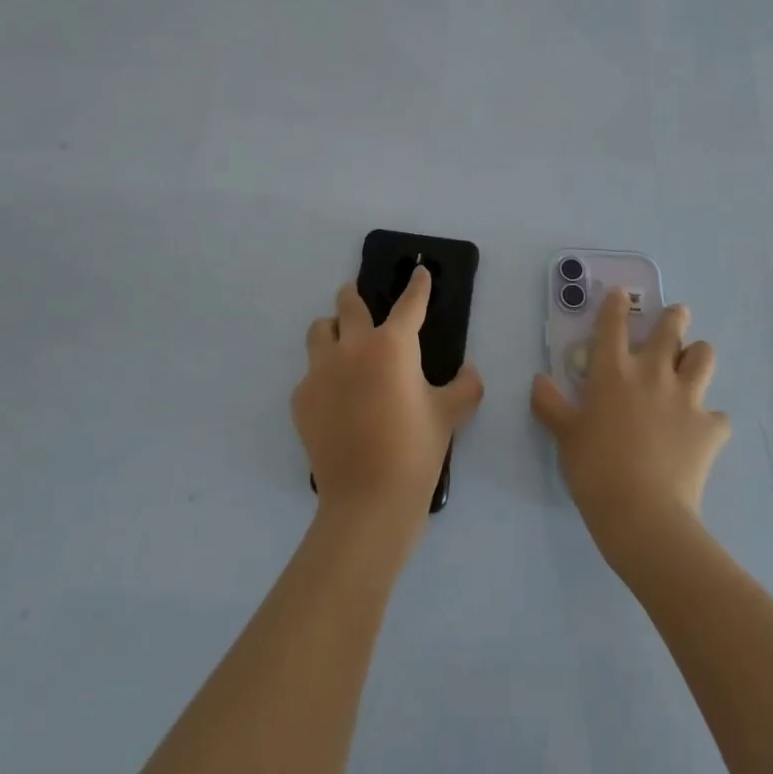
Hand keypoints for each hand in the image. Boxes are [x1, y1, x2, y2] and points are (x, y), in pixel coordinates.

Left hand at [294, 266, 484, 529]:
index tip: (418, 271)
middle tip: (357, 298)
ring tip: (341, 342)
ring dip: (332, 329)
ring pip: (320, 330)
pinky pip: (310, 373)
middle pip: (348, 304)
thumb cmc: (415, 451)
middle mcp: (353, 347)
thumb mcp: (450, 415)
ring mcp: (321, 372)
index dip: (417, 285)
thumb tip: (469, 372)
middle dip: (353, 296)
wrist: (367, 502)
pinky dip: (323, 375)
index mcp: (393, 345)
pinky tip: (335, 397)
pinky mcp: (302, 398)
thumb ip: (465, 387)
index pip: (409, 303)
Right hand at [531, 289, 730, 560]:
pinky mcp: (710, 428)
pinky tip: (703, 431)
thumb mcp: (565, 436)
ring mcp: (685, 398)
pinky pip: (718, 416)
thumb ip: (551, 405)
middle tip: (677, 315)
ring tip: (693, 363)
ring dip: (699, 356)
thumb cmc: (595, 470)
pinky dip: (711, 420)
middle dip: (675, 317)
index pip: (613, 323)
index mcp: (613, 371)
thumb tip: (538, 380)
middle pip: (671, 328)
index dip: (616, 304)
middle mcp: (652, 373)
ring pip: (704, 357)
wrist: (643, 514)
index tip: (620, 294)